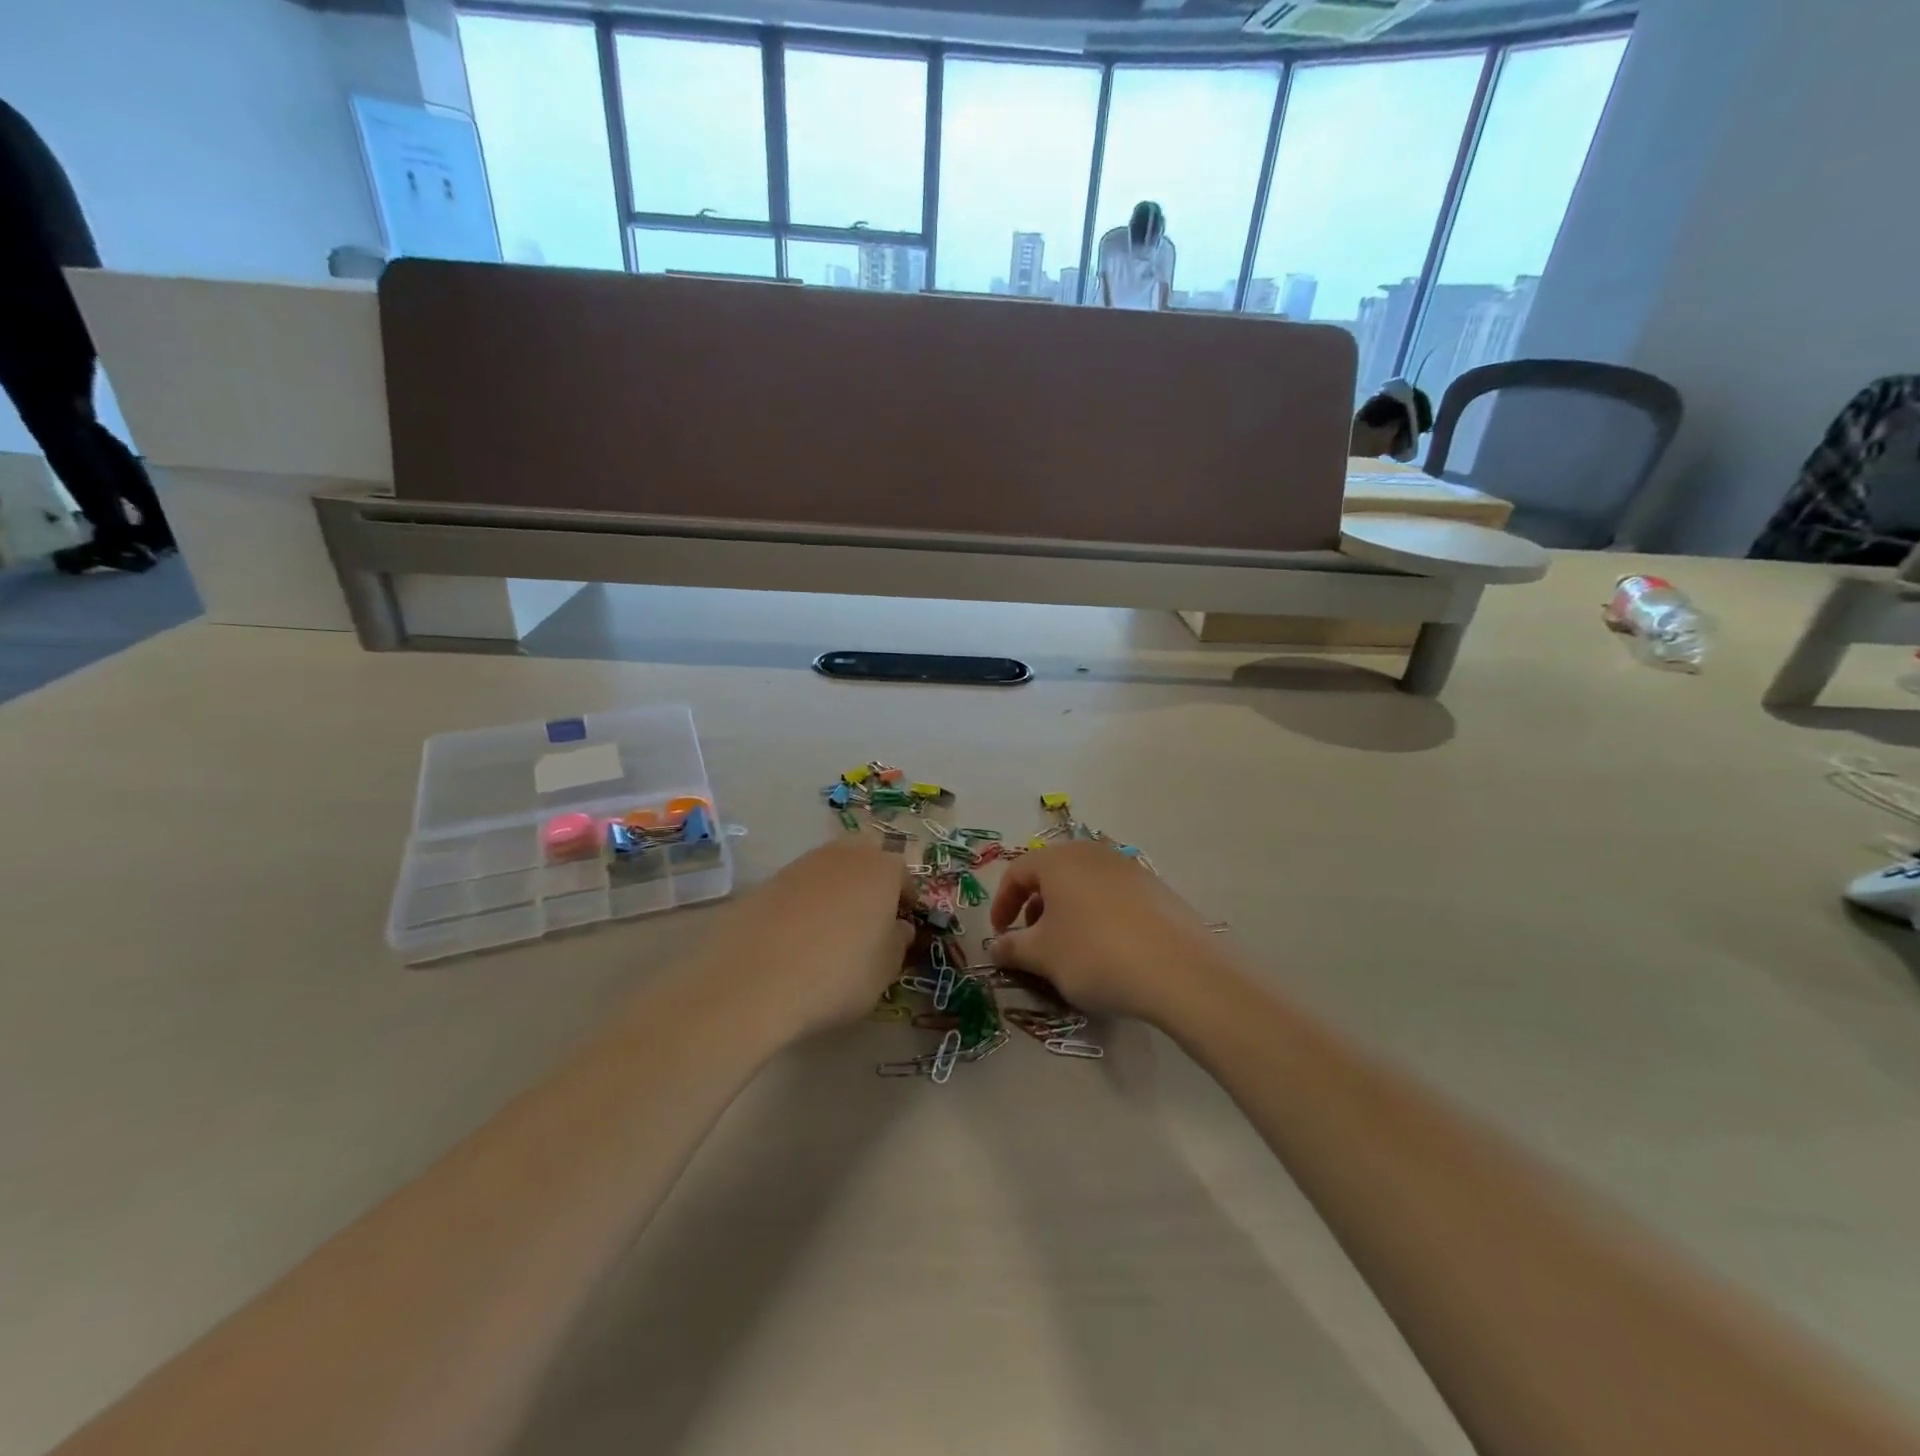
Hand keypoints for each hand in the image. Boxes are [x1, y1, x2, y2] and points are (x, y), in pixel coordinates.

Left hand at [701, 841, 913, 1041]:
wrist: (753, 982)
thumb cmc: (837, 975)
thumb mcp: (884, 972)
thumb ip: (897, 943)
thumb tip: (897, 928)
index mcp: (881, 870)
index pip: (902, 875)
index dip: (905, 900)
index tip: (902, 925)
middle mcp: (842, 856)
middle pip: (864, 860)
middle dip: (869, 883)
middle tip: (868, 920)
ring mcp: (799, 865)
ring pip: (827, 871)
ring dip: (834, 892)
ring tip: (829, 932)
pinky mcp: (764, 883)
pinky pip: (795, 890)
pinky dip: (800, 907)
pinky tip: (793, 941)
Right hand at [987, 842, 1220, 1023]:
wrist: (1178, 970)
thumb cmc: (1094, 954)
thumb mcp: (1042, 956)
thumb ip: (1012, 948)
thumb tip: (995, 947)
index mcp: (1059, 859)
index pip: (1017, 872)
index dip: (1002, 903)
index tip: (1000, 935)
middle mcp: (1093, 853)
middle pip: (1052, 873)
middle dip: (1035, 906)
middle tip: (1033, 941)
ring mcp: (1129, 868)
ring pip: (1084, 883)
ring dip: (1067, 911)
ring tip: (1069, 947)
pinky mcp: (1156, 889)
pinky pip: (1113, 896)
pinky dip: (1098, 915)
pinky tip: (1108, 949)